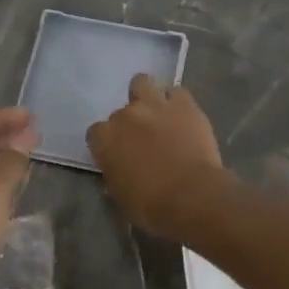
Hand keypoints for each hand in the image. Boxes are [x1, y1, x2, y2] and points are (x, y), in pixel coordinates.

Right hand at [86, 74, 228, 240]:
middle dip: (130, 123)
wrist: (192, 196)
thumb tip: (119, 167)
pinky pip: (177, 93)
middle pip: (121, 111)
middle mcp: (126, 115)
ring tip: (159, 113)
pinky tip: (183, 116)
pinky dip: (178, 102)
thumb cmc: (151, 205)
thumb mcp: (120, 195)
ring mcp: (155, 105)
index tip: (118, 155)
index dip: (107, 143)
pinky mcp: (184, 104)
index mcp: (105, 138)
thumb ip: (115, 172)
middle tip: (144, 139)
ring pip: (143, 83)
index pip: (96, 132)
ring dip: (148, 96)